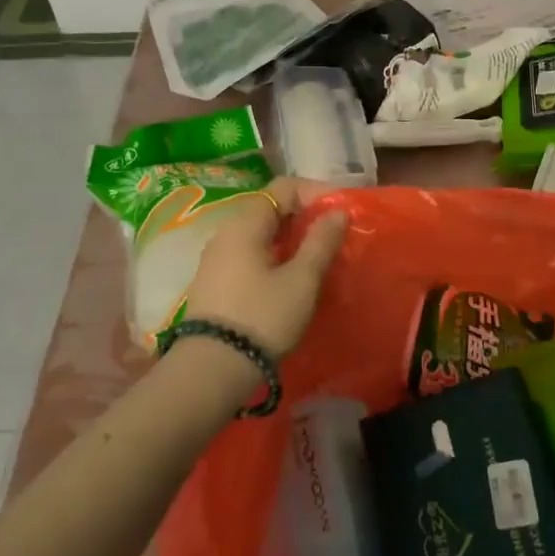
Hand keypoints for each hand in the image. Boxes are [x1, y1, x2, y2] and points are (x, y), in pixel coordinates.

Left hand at [181, 177, 347, 359]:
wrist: (213, 368)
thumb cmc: (263, 316)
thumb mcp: (302, 279)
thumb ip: (321, 241)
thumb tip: (337, 212)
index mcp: (245, 222)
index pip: (284, 187)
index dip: (316, 192)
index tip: (341, 212)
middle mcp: (225, 232)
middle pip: (270, 208)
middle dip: (305, 216)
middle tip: (334, 236)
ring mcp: (216, 257)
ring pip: (260, 233)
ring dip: (291, 238)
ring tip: (317, 257)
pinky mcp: (215, 281)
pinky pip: (250, 254)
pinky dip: (274, 255)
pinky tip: (290, 277)